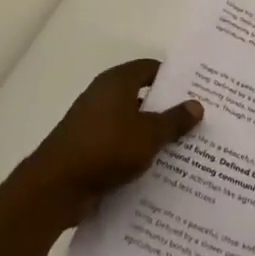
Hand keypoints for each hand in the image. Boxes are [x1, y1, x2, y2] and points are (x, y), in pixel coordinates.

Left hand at [14, 59, 202, 230]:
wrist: (56, 187)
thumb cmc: (106, 148)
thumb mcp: (149, 134)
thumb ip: (174, 120)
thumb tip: (197, 104)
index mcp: (116, 82)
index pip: (150, 68)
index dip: (174, 78)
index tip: (198, 90)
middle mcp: (103, 96)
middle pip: (142, 96)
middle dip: (167, 108)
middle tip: (198, 120)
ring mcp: (92, 123)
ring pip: (131, 123)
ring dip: (152, 133)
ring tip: (184, 147)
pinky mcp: (87, 148)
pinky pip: (119, 144)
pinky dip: (136, 152)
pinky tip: (157, 168)